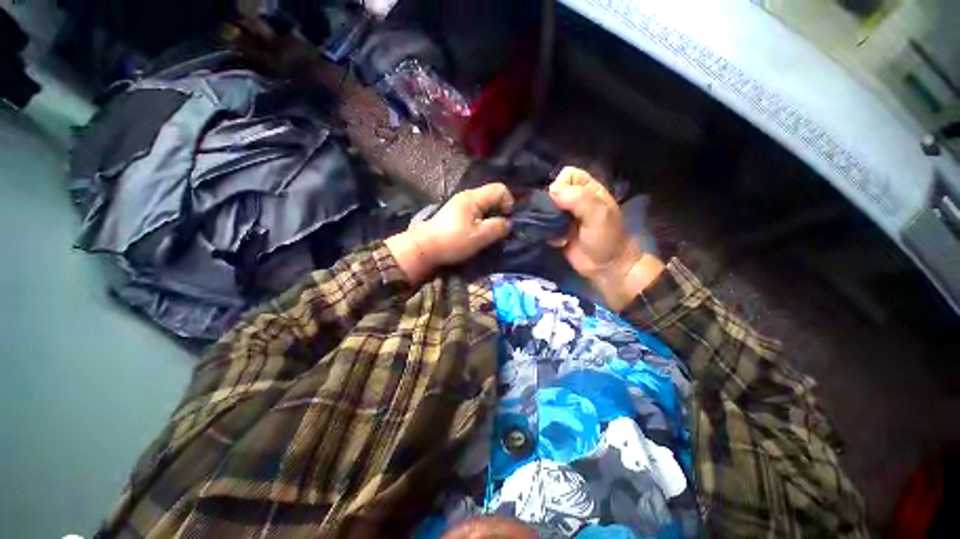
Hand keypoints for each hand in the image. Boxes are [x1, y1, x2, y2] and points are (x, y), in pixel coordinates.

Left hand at [386, 183, 513, 283]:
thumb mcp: (479, 237)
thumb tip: (508, 223)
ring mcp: (460, 204)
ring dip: (490, 217)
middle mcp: (467, 196)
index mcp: (473, 197)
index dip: (508, 203)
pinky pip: (476, 211)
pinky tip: (477, 232)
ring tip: (488, 233)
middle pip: (492, 196)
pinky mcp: (455, 213)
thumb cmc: (453, 241)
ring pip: (484, 205)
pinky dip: (481, 220)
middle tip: (498, 229)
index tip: (505, 221)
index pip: (500, 189)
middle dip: (500, 211)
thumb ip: (498, 228)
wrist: (425, 248)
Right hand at [549, 167, 663, 310]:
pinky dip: (544, 231)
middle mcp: (574, 200)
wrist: (604, 267)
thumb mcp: (598, 215)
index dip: (562, 183)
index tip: (562, 200)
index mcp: (588, 190)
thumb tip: (552, 191)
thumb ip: (579, 199)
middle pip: (552, 190)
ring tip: (553, 229)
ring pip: (545, 207)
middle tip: (556, 217)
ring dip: (545, 218)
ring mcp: (563, 217)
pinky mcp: (555, 231)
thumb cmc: (606, 238)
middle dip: (549, 202)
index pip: (567, 174)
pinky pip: (542, 224)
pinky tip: (555, 239)